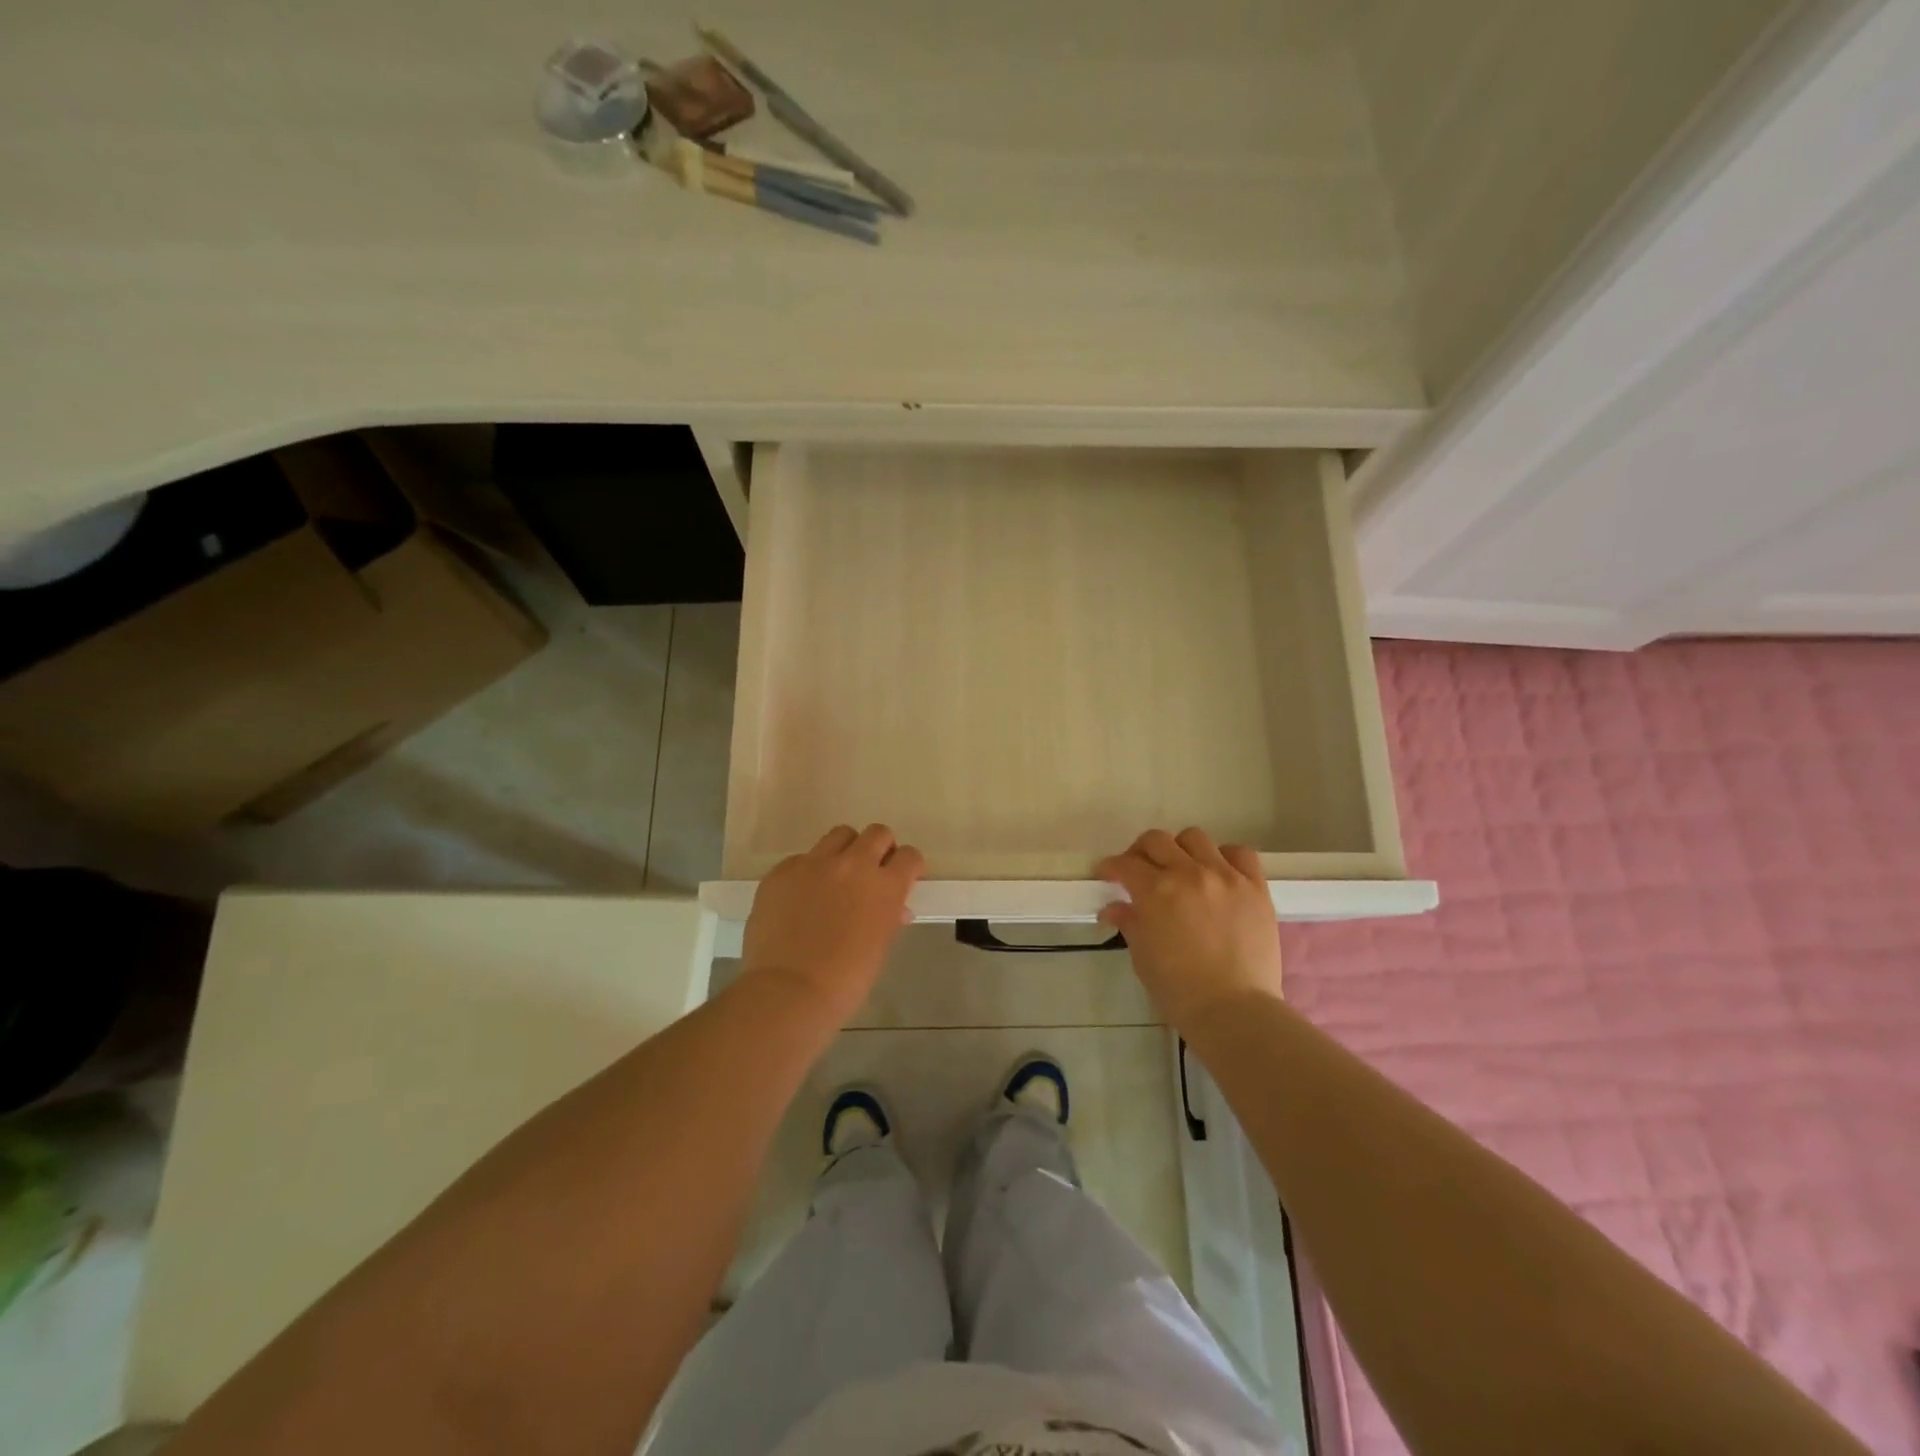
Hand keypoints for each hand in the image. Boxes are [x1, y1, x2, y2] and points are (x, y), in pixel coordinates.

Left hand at [740, 824, 924, 1022]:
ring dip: (845, 851)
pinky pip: (802, 859)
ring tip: (836, 877)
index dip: (908, 866)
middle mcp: (853, 864)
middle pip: (877, 833)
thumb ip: (889, 918)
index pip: (909, 856)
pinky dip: (808, 872)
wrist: (788, 991)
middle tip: (871, 872)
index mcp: (885, 886)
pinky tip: (801, 898)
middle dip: (880, 849)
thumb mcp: (879, 948)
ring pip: (839, 835)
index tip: (902, 878)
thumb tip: (895, 909)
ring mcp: (814, 863)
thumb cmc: (845, 981)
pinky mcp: (782, 870)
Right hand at [1097, 827, 1282, 1032]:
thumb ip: (1129, 923)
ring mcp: (1225, 876)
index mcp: (1155, 890)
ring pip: (1195, 838)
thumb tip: (1114, 909)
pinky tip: (1220, 874)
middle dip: (1140, 852)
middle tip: (1140, 870)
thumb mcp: (1142, 956)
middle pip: (1157, 840)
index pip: (1125, 864)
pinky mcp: (1255, 887)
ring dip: (1181, 850)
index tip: (1108, 875)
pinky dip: (1225, 857)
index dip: (1111, 867)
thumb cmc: (1179, 990)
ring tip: (1182, 870)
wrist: (1234, 1011)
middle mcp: (1188, 873)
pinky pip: (1240, 854)